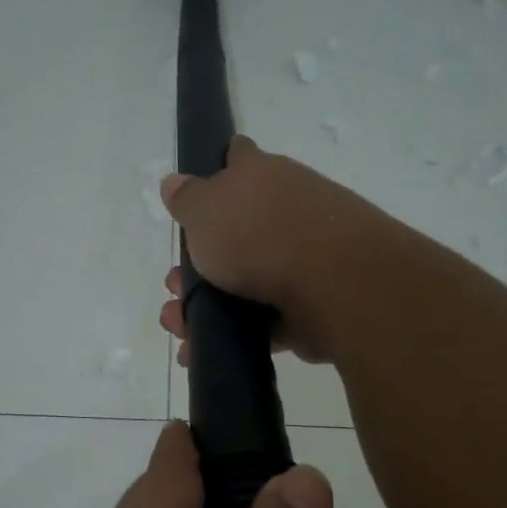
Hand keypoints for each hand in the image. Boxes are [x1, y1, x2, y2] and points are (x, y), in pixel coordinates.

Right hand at [159, 135, 399, 367]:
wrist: (332, 284)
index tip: (196, 195)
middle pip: (235, 232)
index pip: (238, 157)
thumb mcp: (204, 209)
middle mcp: (286, 210)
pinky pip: (262, 320)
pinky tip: (202, 350)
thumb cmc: (258, 234)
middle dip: (197, 264)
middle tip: (175, 286)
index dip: (218, 169)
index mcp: (262, 176)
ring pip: (244, 282)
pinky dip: (233, 335)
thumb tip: (174, 182)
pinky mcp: (310, 304)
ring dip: (206, 306)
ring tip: (179, 327)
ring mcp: (302, 258)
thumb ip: (186, 198)